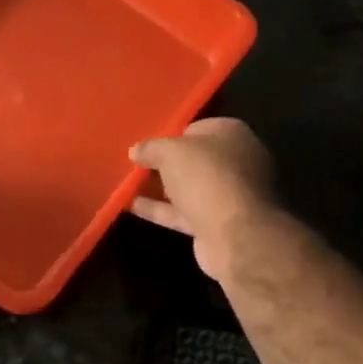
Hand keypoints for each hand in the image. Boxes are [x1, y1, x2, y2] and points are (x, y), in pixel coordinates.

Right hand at [129, 118, 275, 281]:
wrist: (236, 234)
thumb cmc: (207, 177)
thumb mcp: (171, 152)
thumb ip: (151, 148)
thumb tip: (136, 150)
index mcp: (232, 134)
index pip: (198, 129)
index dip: (172, 136)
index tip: (147, 145)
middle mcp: (236, 162)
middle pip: (194, 160)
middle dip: (166, 163)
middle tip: (135, 165)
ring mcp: (228, 195)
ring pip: (188, 188)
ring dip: (161, 188)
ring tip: (127, 184)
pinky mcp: (217, 224)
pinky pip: (183, 212)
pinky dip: (160, 210)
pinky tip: (131, 206)